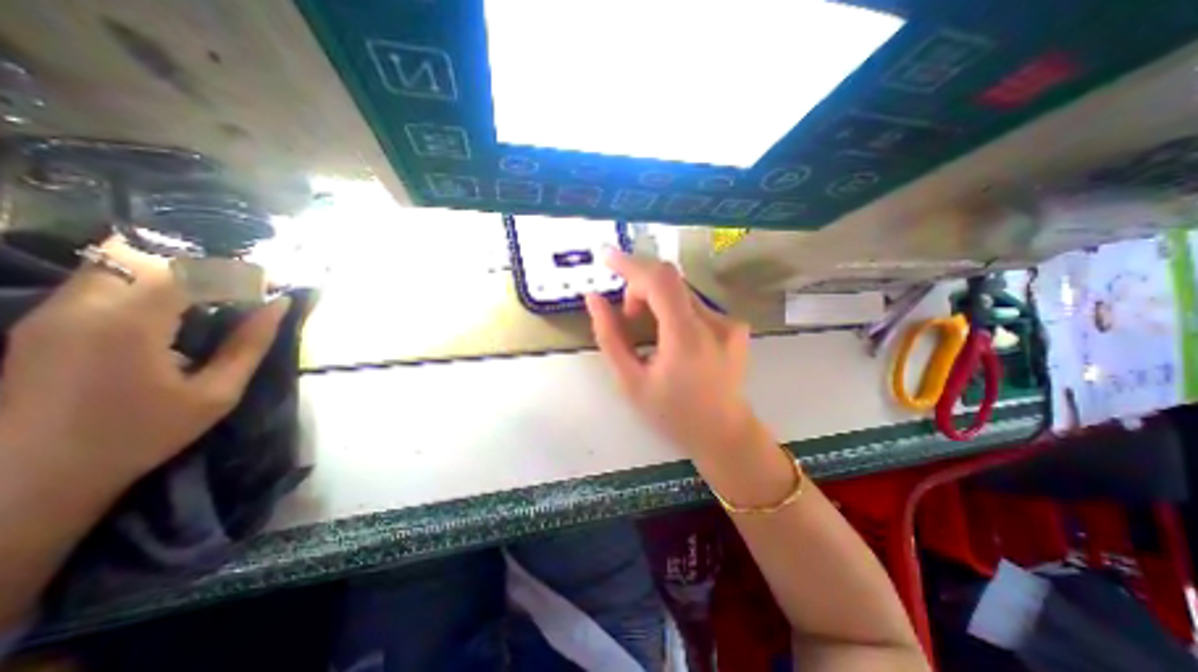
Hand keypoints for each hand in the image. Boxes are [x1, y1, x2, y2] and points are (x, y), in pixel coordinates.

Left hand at [0, 240, 289, 490]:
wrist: (32, 478)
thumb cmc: (142, 435)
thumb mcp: (216, 393)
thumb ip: (250, 344)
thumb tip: (279, 305)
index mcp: (128, 325)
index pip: (191, 271)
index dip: (238, 272)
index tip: (272, 285)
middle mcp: (81, 306)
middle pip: (145, 255)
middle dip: (202, 265)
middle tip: (241, 288)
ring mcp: (52, 313)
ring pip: (117, 263)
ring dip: (172, 272)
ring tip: (212, 297)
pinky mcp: (42, 323)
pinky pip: (101, 283)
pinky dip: (146, 285)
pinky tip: (175, 311)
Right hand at [584, 249, 754, 458]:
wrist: (724, 434)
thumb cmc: (673, 415)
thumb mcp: (631, 382)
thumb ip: (610, 337)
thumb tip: (594, 299)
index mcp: (687, 338)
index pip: (659, 280)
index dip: (630, 263)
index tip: (606, 257)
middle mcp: (714, 322)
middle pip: (668, 281)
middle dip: (639, 290)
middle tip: (627, 318)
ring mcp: (729, 322)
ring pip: (680, 292)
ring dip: (655, 301)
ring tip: (649, 334)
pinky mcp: (735, 325)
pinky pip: (693, 303)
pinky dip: (673, 310)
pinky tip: (671, 339)